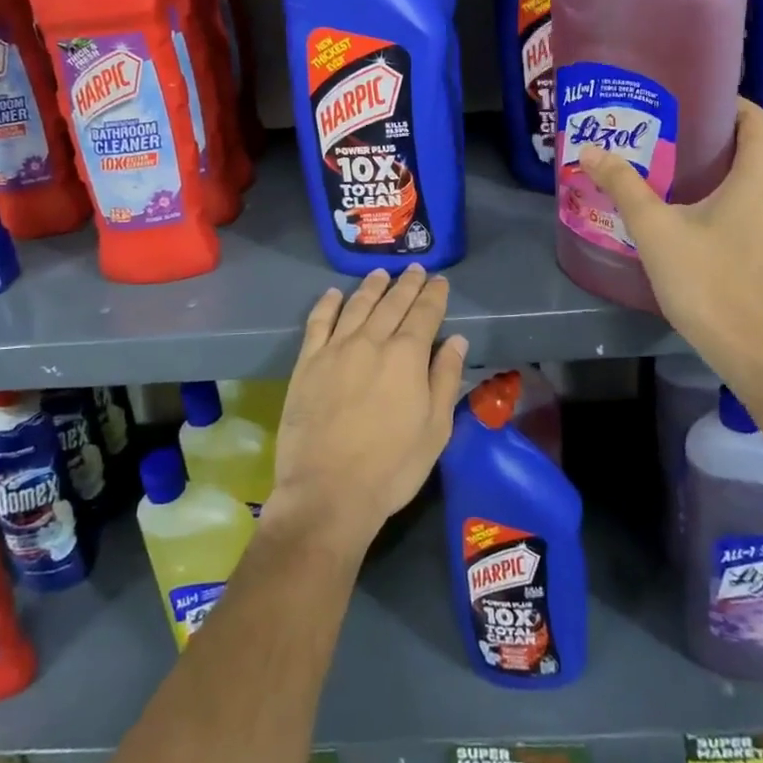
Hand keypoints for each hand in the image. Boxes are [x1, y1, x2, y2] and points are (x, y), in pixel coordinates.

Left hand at [265, 266, 468, 559]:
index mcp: (406, 356)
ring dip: (371, 287)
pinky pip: (318, 323)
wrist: (327, 493)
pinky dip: (327, 304)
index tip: (439, 282)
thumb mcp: (435, 430)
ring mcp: (335, 350)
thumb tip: (456, 340)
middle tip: (414, 269)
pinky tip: (334, 294)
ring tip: (381, 274)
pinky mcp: (307, 363)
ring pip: (356, 305)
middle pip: (392, 303)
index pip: (424, 314)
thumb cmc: (391, 467)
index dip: (434, 295)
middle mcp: (371, 342)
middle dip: (406, 284)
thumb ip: (445, 379)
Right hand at [579, 98, 762, 371]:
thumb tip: (590, 150)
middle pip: (760, 152)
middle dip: (724, 142)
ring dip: (737, 176)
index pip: (758, 120)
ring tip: (695, 182)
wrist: (750, 351)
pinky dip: (747, 206)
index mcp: (761, 177)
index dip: (732, 104)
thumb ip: (624, 185)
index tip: (697, 103)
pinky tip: (717, 225)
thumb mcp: (654, 229)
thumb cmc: (705, 281)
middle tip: (681, 142)